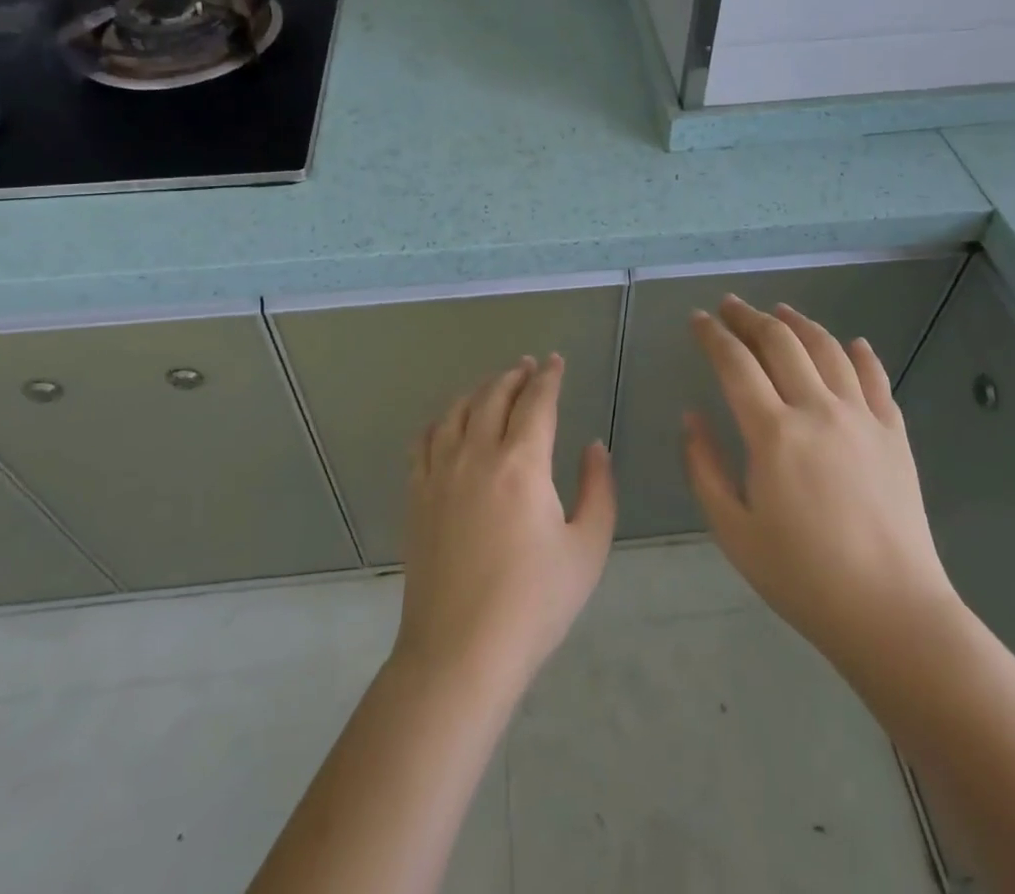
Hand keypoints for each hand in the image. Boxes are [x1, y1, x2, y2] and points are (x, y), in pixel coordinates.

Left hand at [395, 355, 616, 695]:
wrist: (460, 651)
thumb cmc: (534, 603)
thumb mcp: (587, 548)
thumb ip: (597, 489)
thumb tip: (594, 446)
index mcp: (522, 463)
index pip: (537, 401)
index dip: (549, 377)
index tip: (555, 362)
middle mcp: (477, 454)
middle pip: (494, 396)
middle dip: (514, 376)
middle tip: (527, 367)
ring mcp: (440, 473)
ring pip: (457, 411)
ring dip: (479, 390)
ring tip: (493, 386)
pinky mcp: (417, 495)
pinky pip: (425, 440)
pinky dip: (441, 420)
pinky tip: (448, 423)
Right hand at [683, 296, 960, 674]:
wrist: (892, 612)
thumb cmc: (802, 576)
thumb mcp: (733, 530)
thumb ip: (705, 467)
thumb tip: (691, 417)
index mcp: (773, 432)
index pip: (735, 363)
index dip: (712, 335)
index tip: (698, 319)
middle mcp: (817, 410)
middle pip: (780, 343)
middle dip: (750, 317)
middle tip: (731, 306)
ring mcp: (862, 417)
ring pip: (827, 349)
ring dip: (799, 324)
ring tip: (781, 312)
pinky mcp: (894, 434)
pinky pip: (876, 379)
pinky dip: (860, 354)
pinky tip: (851, 343)